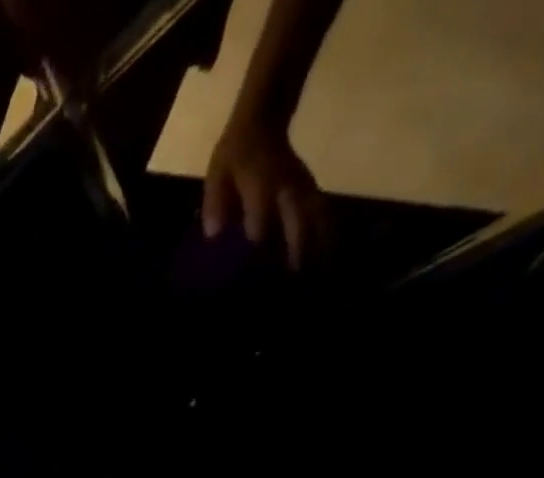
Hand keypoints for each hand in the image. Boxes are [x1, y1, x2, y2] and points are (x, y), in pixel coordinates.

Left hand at [202, 118, 328, 270]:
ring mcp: (304, 189)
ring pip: (317, 223)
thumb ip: (215, 204)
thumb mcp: (217, 175)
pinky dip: (327, 236)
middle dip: (296, 262)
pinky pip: (324, 215)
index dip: (259, 257)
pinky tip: (330, 259)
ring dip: (318, 252)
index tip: (257, 283)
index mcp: (262, 188)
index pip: (262, 229)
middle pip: (297, 229)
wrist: (263, 119)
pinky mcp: (313, 190)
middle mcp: (288, 190)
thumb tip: (213, 234)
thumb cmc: (235, 154)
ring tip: (319, 280)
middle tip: (294, 291)